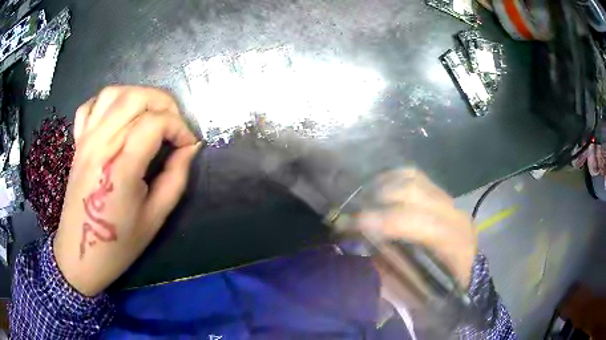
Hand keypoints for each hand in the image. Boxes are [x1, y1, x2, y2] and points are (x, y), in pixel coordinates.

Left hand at [53, 86, 200, 295]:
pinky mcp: (77, 143)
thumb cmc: (118, 244)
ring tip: (150, 115)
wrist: (80, 255)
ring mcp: (85, 141)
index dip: (179, 128)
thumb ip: (176, 178)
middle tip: (174, 125)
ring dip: (138, 96)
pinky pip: (90, 106)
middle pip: (135, 98)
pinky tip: (118, 116)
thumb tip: (189, 148)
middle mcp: (100, 145)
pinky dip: (108, 102)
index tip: (188, 145)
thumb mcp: (155, 218)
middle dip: (164, 103)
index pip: (155, 123)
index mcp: (121, 168)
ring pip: (113, 93)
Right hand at [354, 169, 477, 287]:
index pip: (411, 222)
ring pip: (413, 179)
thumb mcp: (414, 289)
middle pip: (411, 192)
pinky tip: (379, 189)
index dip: (376, 220)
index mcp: (451, 243)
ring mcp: (450, 201)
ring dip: (382, 186)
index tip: (345, 225)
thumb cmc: (443, 289)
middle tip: (349, 212)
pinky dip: (394, 179)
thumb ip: (388, 268)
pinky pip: (416, 178)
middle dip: (375, 199)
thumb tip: (357, 246)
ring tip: (361, 199)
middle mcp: (453, 214)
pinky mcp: (444, 196)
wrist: (468, 274)